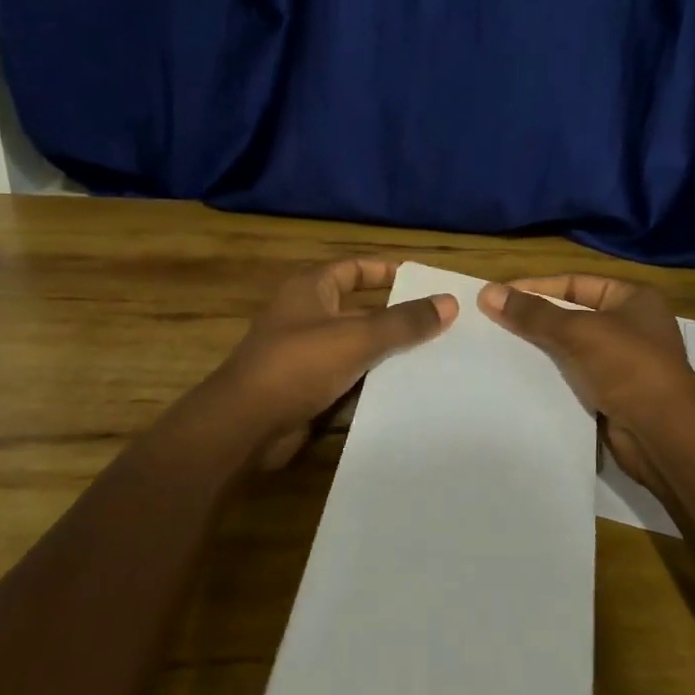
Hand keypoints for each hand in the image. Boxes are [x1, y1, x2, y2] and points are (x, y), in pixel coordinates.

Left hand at [214, 258, 455, 468]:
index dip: (386, 272)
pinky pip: (346, 381)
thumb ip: (404, 322)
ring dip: (387, 356)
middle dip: (396, 320)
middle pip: (360, 311)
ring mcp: (304, 355)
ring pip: (356, 349)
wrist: (244, 425)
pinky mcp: (306, 390)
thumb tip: (449, 302)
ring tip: (435, 362)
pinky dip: (370, 386)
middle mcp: (306, 316)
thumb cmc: (298, 365)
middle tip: (442, 327)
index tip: (423, 282)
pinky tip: (406, 394)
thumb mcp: (357, 337)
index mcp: (311, 290)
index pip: (354, 268)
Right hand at [479, 273, 694, 493]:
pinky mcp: (614, 393)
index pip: (575, 283)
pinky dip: (552, 376)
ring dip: (541, 349)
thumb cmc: (628, 367)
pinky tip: (520, 377)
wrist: (664, 434)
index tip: (498, 295)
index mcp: (633, 298)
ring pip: (571, 348)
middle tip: (492, 321)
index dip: (536, 287)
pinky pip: (575, 376)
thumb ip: (532, 313)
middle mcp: (631, 326)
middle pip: (572, 314)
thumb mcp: (578, 331)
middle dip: (535, 319)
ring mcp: (624, 362)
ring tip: (499, 348)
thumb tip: (487, 292)